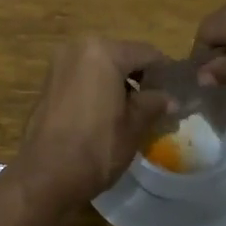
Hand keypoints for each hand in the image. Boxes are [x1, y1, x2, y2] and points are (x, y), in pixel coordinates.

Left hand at [16, 39, 171, 204]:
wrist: (46, 177)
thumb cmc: (96, 147)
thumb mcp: (134, 125)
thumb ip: (154, 104)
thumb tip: (172, 99)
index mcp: (103, 52)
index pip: (146, 53)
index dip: (166, 71)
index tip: (179, 91)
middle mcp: (78, 48)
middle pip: (121, 56)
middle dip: (141, 76)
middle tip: (158, 102)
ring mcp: (59, 65)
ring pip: (101, 66)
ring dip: (119, 82)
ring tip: (135, 111)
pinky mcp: (48, 84)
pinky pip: (83, 78)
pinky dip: (98, 88)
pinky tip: (109, 113)